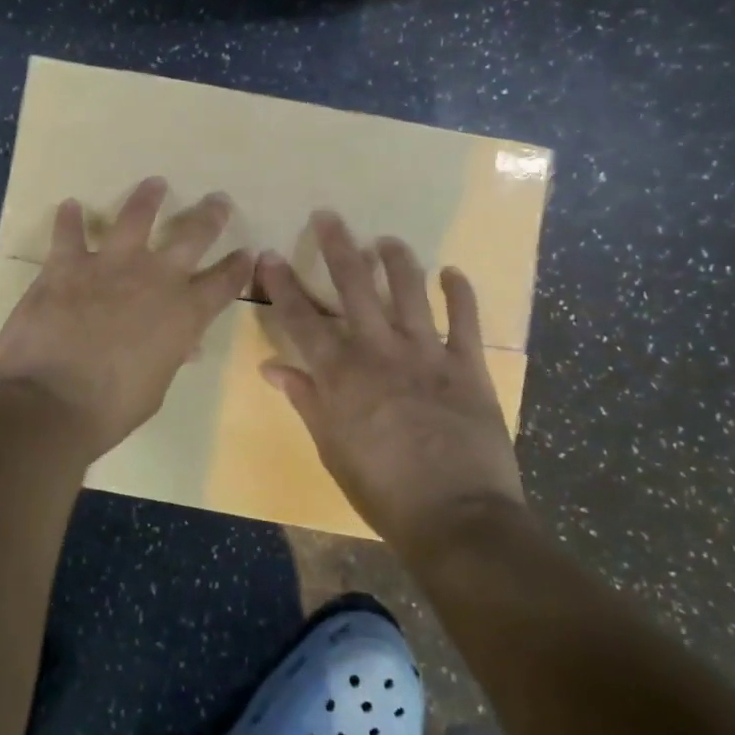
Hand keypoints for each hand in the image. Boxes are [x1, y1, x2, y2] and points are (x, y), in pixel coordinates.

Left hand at [0, 176, 254, 456]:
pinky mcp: (67, 264)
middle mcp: (155, 278)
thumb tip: (183, 345)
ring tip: (155, 183)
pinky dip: (68, 219)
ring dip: (147, 198)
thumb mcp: (156, 386)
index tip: (248, 252)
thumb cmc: (111, 407)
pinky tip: (69, 205)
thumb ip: (169, 355)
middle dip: (210, 216)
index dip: (239, 266)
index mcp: (184, 313)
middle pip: (192, 235)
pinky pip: (69, 233)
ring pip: (136, 217)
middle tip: (219, 200)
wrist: (51, 402)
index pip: (224, 282)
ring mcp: (110, 265)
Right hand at [257, 210, 523, 548]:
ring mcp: (426, 352)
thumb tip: (273, 367)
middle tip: (328, 216)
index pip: (301, 318)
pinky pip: (465, 319)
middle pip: (354, 286)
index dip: (282, 284)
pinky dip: (460, 293)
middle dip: (337, 247)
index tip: (268, 255)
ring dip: (396, 260)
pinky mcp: (467, 365)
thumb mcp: (331, 449)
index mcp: (340, 373)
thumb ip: (305, 400)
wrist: (458, 519)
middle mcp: (379, 350)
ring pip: (408, 290)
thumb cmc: (382, 490)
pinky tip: (453, 273)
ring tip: (386, 240)